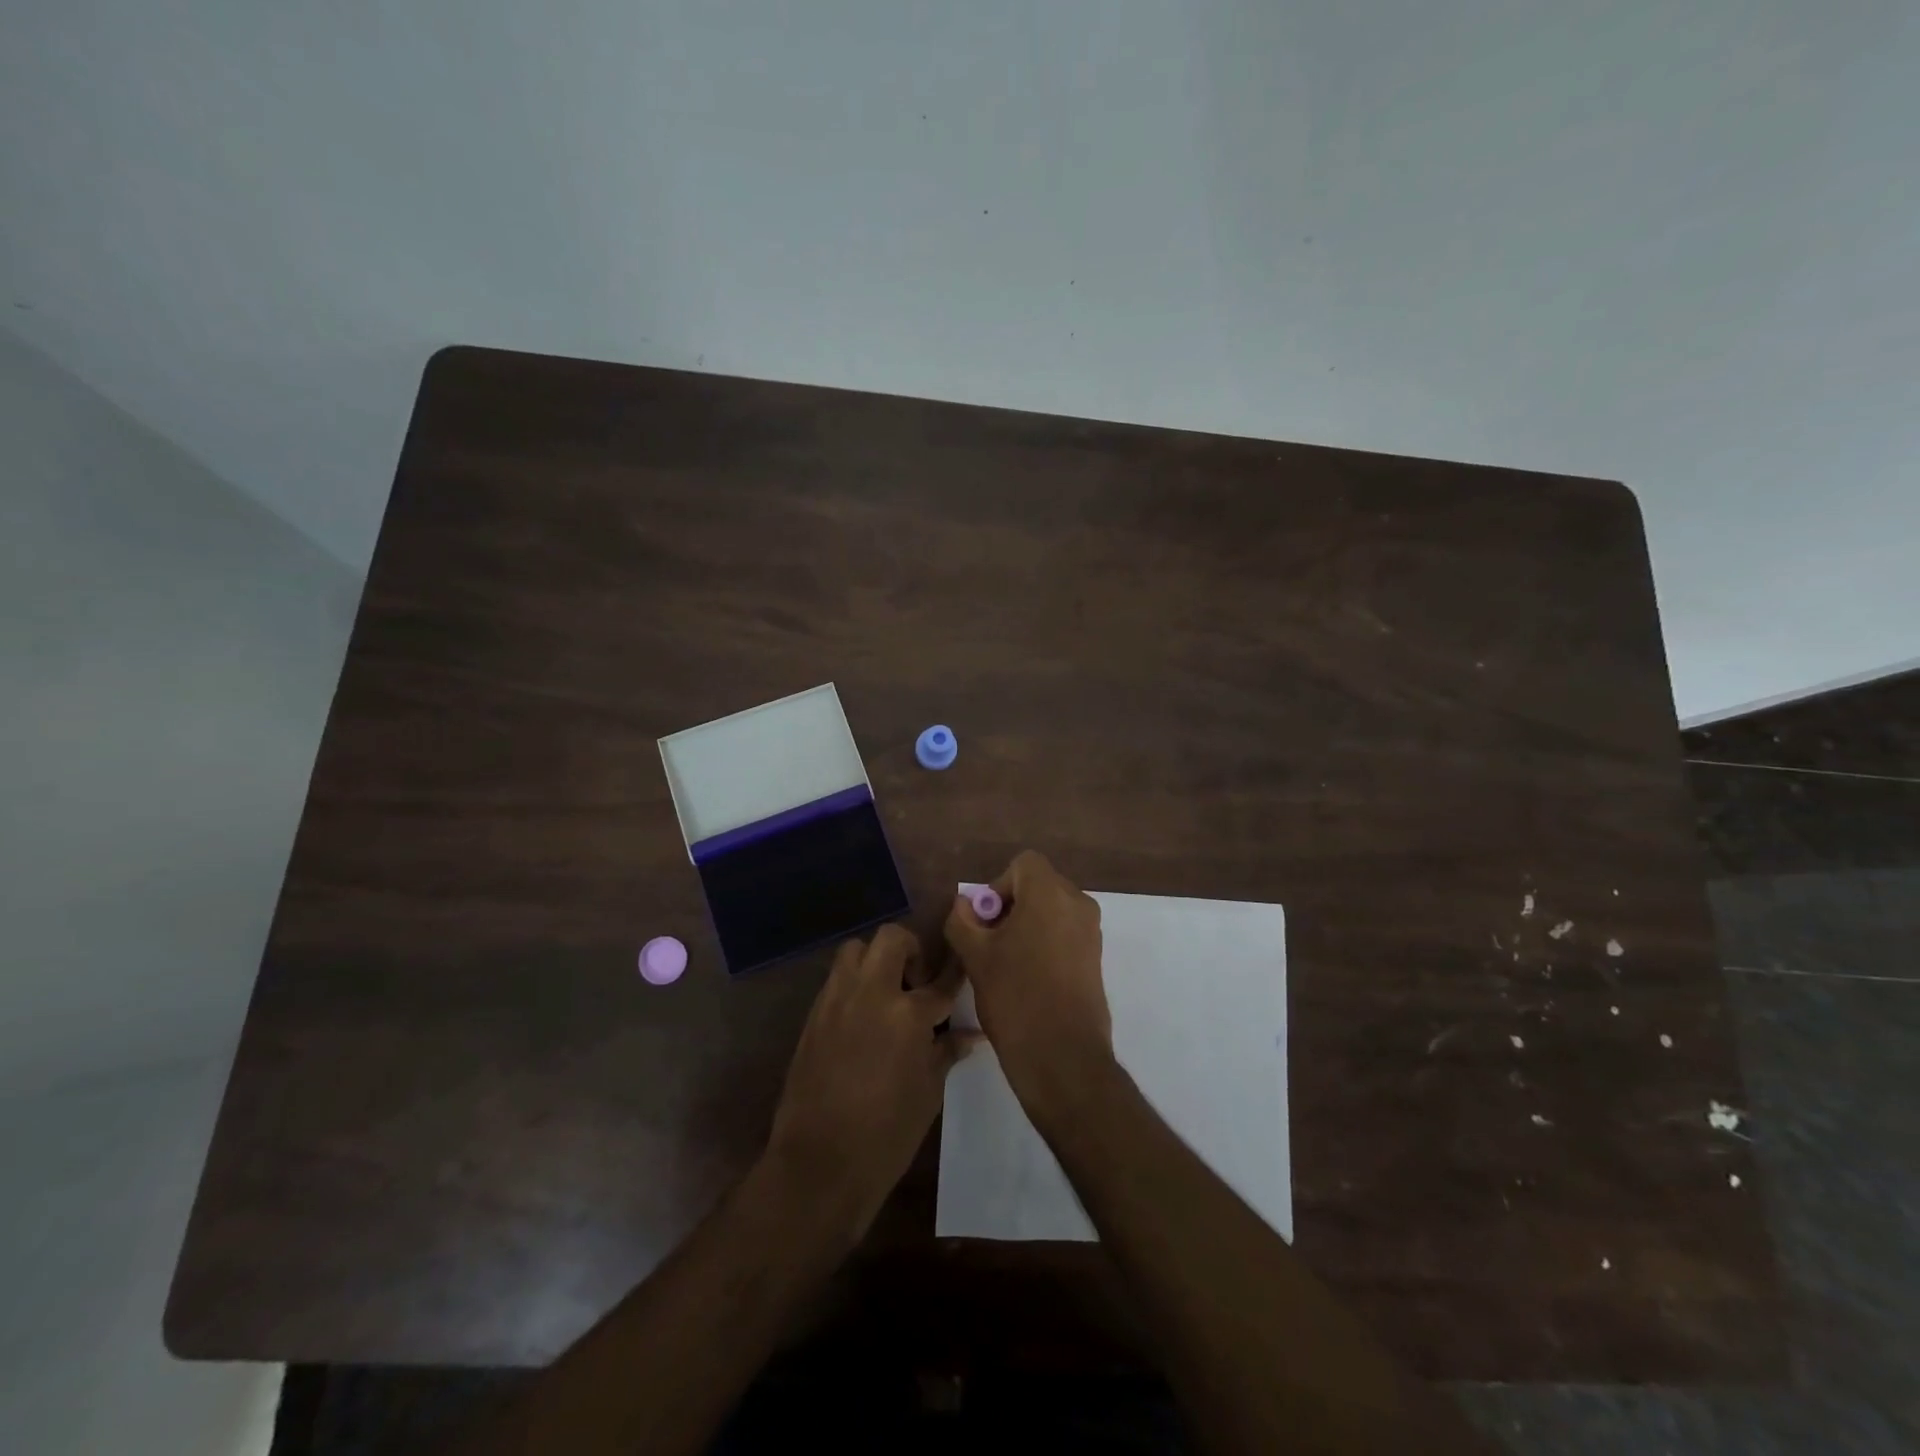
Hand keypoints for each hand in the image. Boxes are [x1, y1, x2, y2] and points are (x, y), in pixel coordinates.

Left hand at [764, 923, 971, 1239]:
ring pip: (856, 950)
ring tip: (886, 993)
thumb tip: (969, 1034)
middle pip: (891, 939)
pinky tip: (863, 1017)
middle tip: (917, 982)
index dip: (955, 971)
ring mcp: (837, 1000)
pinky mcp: (813, 1015)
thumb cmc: (886, 1134)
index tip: (964, 965)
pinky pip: (836, 979)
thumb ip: (946, 1052)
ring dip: (875, 960)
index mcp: (907, 1014)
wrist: (819, 1163)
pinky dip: (853, 984)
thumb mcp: (928, 1093)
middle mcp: (871, 993)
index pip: (941, 980)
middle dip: (911, 950)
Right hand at [943, 851, 1112, 1111]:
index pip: (1023, 865)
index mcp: (1050, 893)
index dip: (998, 887)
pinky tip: (1028, 979)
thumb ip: (962, 920)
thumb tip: (964, 905)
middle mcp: (1078, 904)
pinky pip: (1065, 934)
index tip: (986, 923)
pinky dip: (1045, 944)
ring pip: (1052, 912)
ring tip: (1006, 964)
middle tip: (990, 943)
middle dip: (1011, 907)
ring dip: (1027, 926)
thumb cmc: (1015, 996)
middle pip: (1038, 886)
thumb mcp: (975, 957)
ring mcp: (1091, 932)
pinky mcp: (1096, 959)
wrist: (1063, 1056)